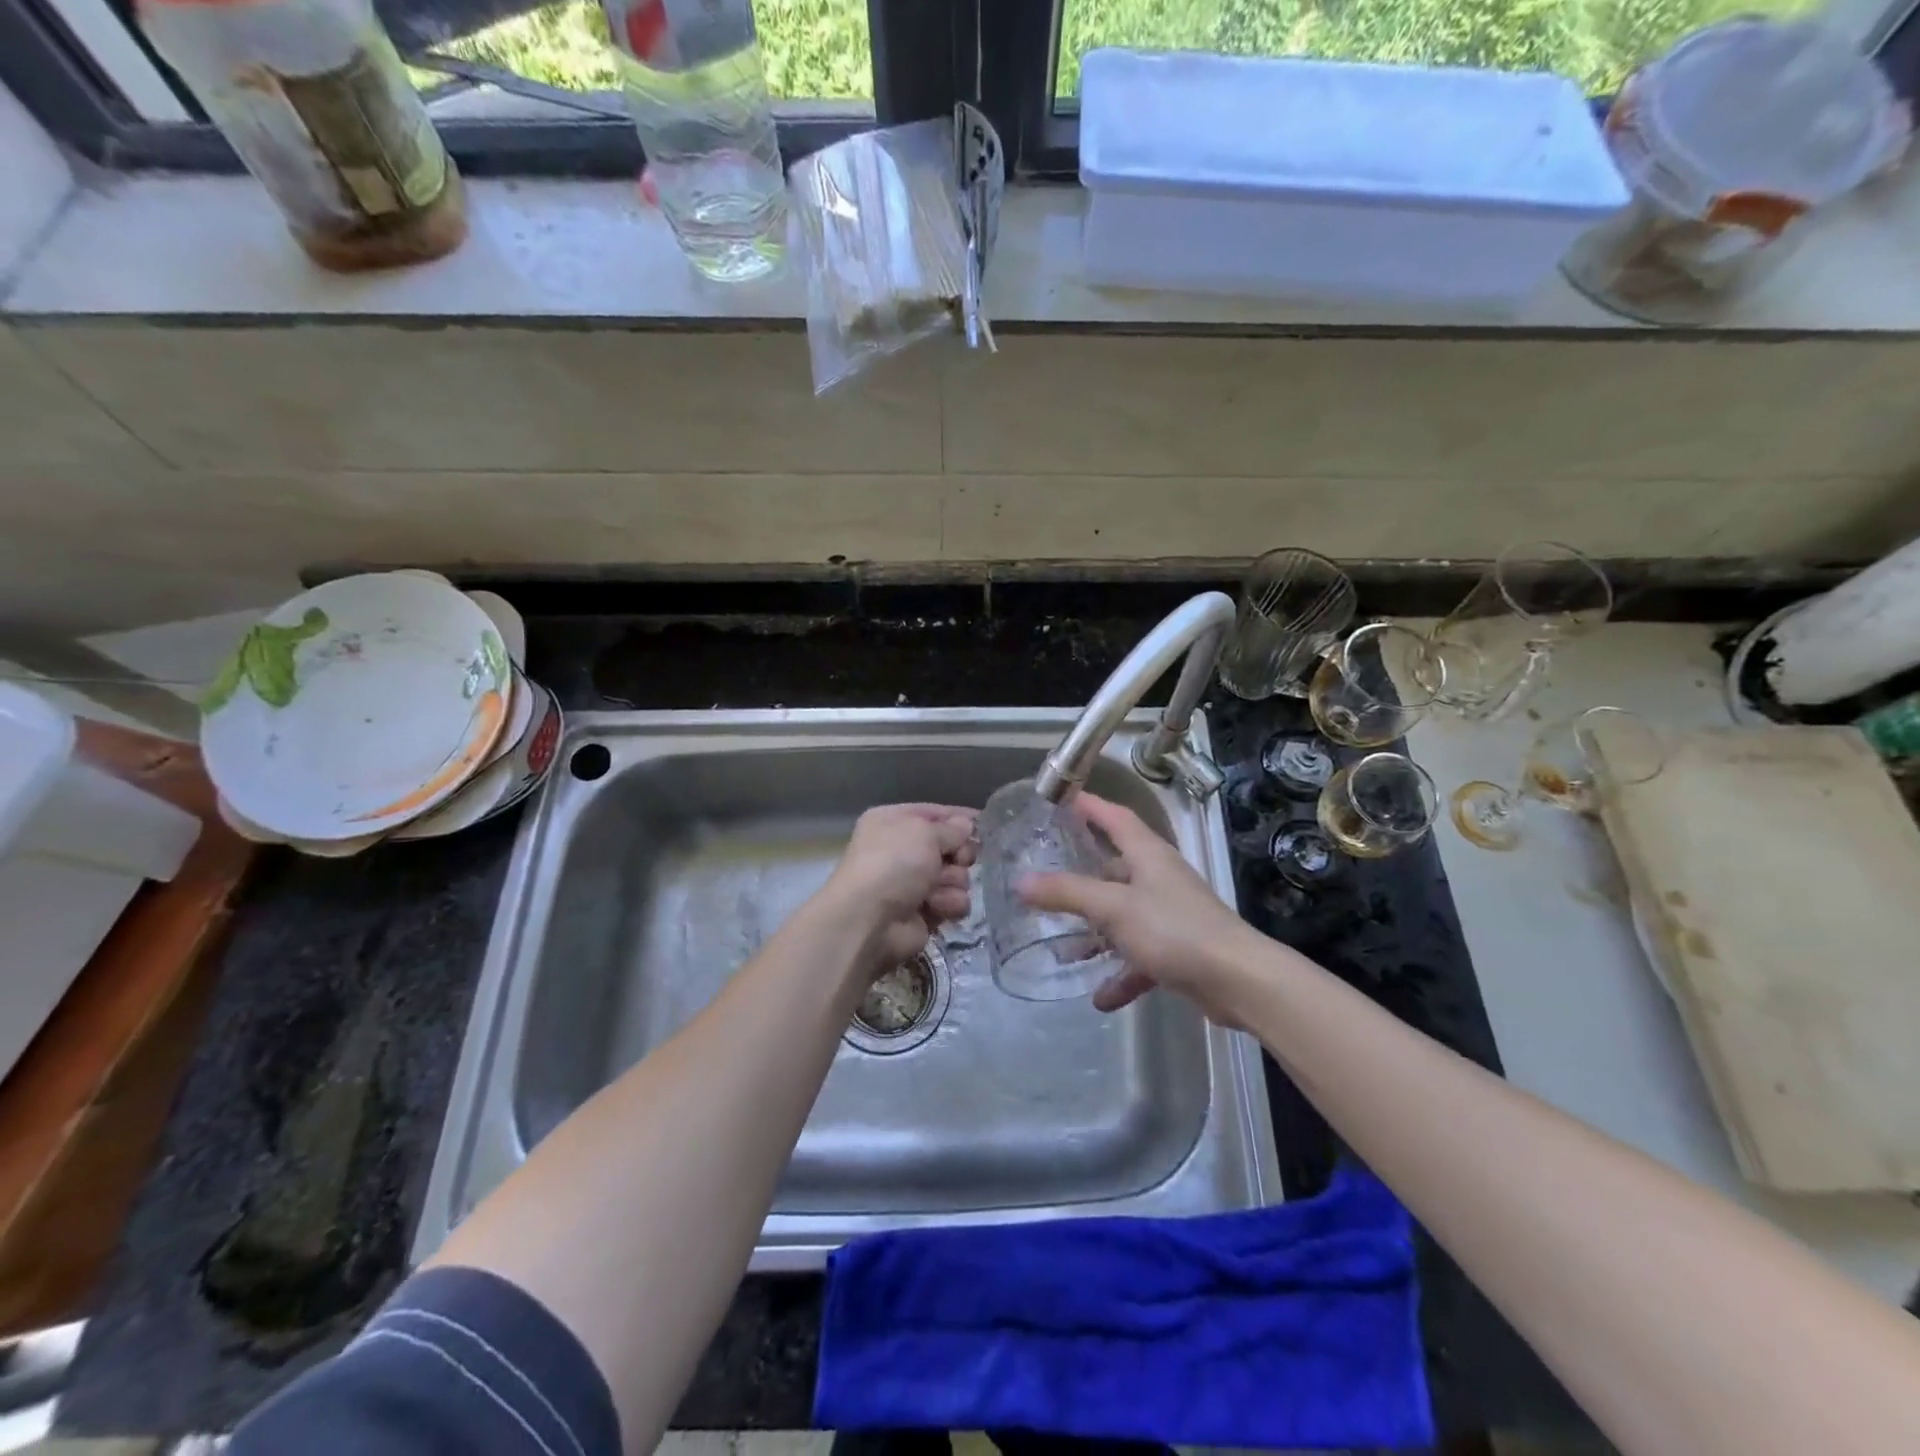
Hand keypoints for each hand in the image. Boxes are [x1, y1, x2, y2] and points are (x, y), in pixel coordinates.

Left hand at [825, 803, 977, 972]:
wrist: (869, 920)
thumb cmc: (894, 863)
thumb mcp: (924, 832)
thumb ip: (951, 829)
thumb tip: (966, 826)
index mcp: (893, 822)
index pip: (935, 813)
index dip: (960, 818)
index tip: (985, 823)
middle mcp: (902, 850)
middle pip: (950, 846)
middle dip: (959, 854)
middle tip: (959, 860)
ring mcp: (913, 883)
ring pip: (957, 876)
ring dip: (953, 882)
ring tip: (937, 889)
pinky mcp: (924, 912)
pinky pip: (953, 902)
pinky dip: (948, 904)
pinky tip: (935, 907)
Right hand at [1016, 794, 1274, 1023]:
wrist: (1239, 981)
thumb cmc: (1174, 930)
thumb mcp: (1113, 908)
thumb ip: (1066, 893)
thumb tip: (1020, 882)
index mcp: (1148, 855)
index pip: (1114, 817)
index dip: (1088, 806)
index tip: (1060, 800)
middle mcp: (1159, 879)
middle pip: (1115, 869)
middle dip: (1081, 878)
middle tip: (1045, 882)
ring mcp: (1170, 915)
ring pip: (1123, 916)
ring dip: (1096, 933)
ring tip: (1062, 947)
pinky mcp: (1178, 950)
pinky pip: (1140, 956)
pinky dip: (1121, 974)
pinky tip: (1100, 997)